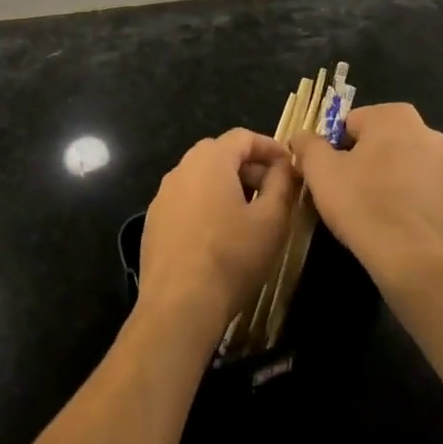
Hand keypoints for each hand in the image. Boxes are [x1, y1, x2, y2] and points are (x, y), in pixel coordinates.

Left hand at [139, 129, 297, 339]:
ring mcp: (163, 195)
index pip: (242, 136)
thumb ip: (281, 184)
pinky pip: (185, 200)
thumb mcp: (271, 221)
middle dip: (248, 166)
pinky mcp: (153, 221)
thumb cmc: (231, 258)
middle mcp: (182, 169)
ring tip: (248, 213)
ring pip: (200, 177)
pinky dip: (205, 204)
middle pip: (219, 153)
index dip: (269, 147)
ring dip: (226, 185)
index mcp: (210, 160)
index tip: (289, 166)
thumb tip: (283, 166)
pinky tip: (218, 234)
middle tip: (271, 190)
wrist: (178, 306)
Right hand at [292, 102, 442, 281]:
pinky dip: (405, 199)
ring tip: (367, 209)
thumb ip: (307, 145)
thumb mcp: (320, 170)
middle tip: (345, 190)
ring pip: (401, 165)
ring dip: (385, 178)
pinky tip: (390, 223)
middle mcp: (427, 132)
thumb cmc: (362, 203)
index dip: (334, 147)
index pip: (351, 122)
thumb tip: (301, 137)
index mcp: (396, 115)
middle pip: (379, 141)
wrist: (412, 259)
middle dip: (362, 160)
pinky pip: (419, 190)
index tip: (328, 173)